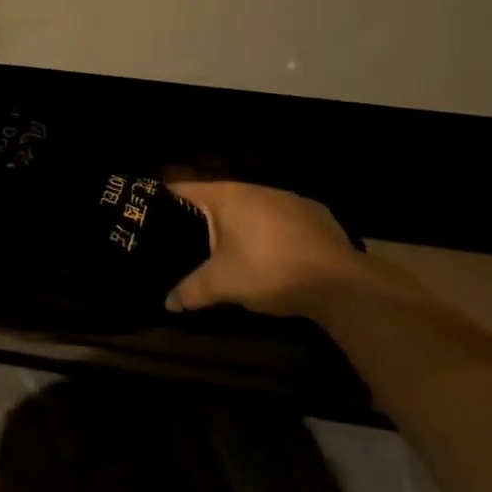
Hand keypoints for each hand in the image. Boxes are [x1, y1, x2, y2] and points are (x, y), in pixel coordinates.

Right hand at [165, 181, 364, 316]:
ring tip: (229, 248)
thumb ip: (191, 290)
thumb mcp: (223, 285)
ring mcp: (288, 198)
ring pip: (251, 207)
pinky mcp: (314, 213)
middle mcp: (255, 188)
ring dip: (239, 224)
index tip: (151, 216)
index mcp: (227, 196)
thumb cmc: (270, 271)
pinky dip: (270, 231)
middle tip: (187, 239)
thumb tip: (167, 303)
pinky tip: (274, 254)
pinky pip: (280, 218)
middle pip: (218, 198)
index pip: (184, 189)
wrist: (340, 283)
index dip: (165, 201)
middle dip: (203, 217)